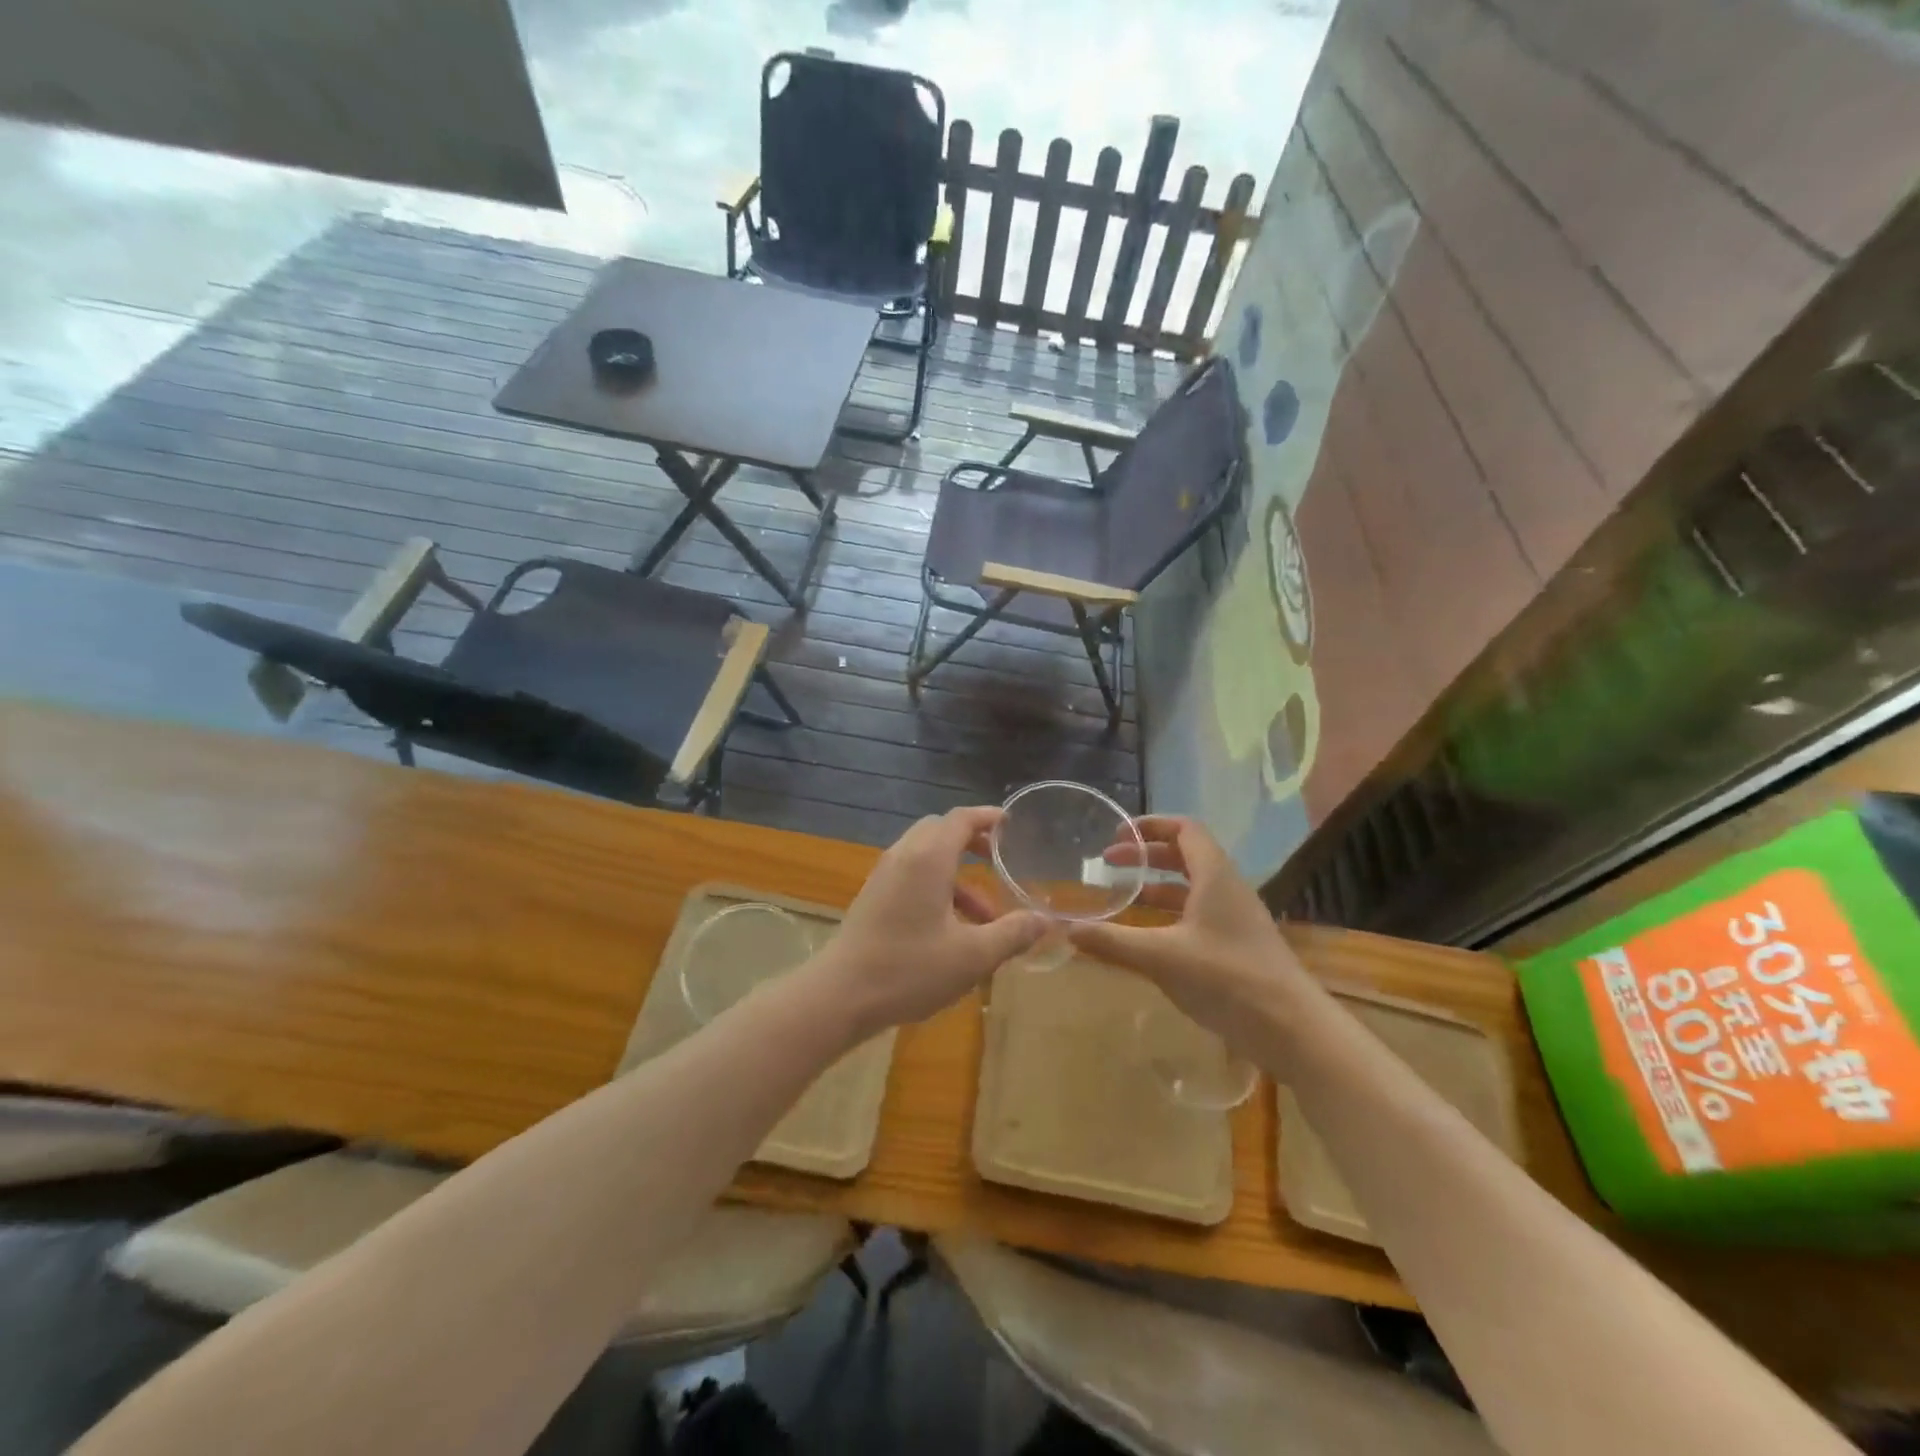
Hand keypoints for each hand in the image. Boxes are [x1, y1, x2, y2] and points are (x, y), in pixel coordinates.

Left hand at [812, 807, 1044, 1037]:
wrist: (840, 995)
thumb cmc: (909, 969)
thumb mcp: (972, 956)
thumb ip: (1012, 933)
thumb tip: (1045, 920)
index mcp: (928, 858)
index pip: (961, 819)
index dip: (988, 817)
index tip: (1012, 824)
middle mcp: (904, 856)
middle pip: (941, 831)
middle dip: (972, 842)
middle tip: (1000, 860)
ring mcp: (884, 875)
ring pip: (926, 856)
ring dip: (958, 875)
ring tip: (987, 917)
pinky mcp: (874, 897)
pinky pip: (912, 875)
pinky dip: (937, 887)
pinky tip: (952, 929)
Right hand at [1069, 816, 1302, 1047]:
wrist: (1292, 1028)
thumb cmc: (1227, 978)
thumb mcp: (1162, 958)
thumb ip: (1113, 942)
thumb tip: (1067, 930)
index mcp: (1214, 876)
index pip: (1185, 830)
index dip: (1151, 826)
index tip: (1117, 834)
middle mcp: (1227, 888)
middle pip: (1186, 855)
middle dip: (1146, 855)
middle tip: (1108, 863)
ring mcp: (1236, 918)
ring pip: (1192, 888)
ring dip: (1157, 886)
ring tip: (1123, 897)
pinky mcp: (1238, 946)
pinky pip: (1198, 915)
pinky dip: (1170, 915)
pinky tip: (1148, 937)